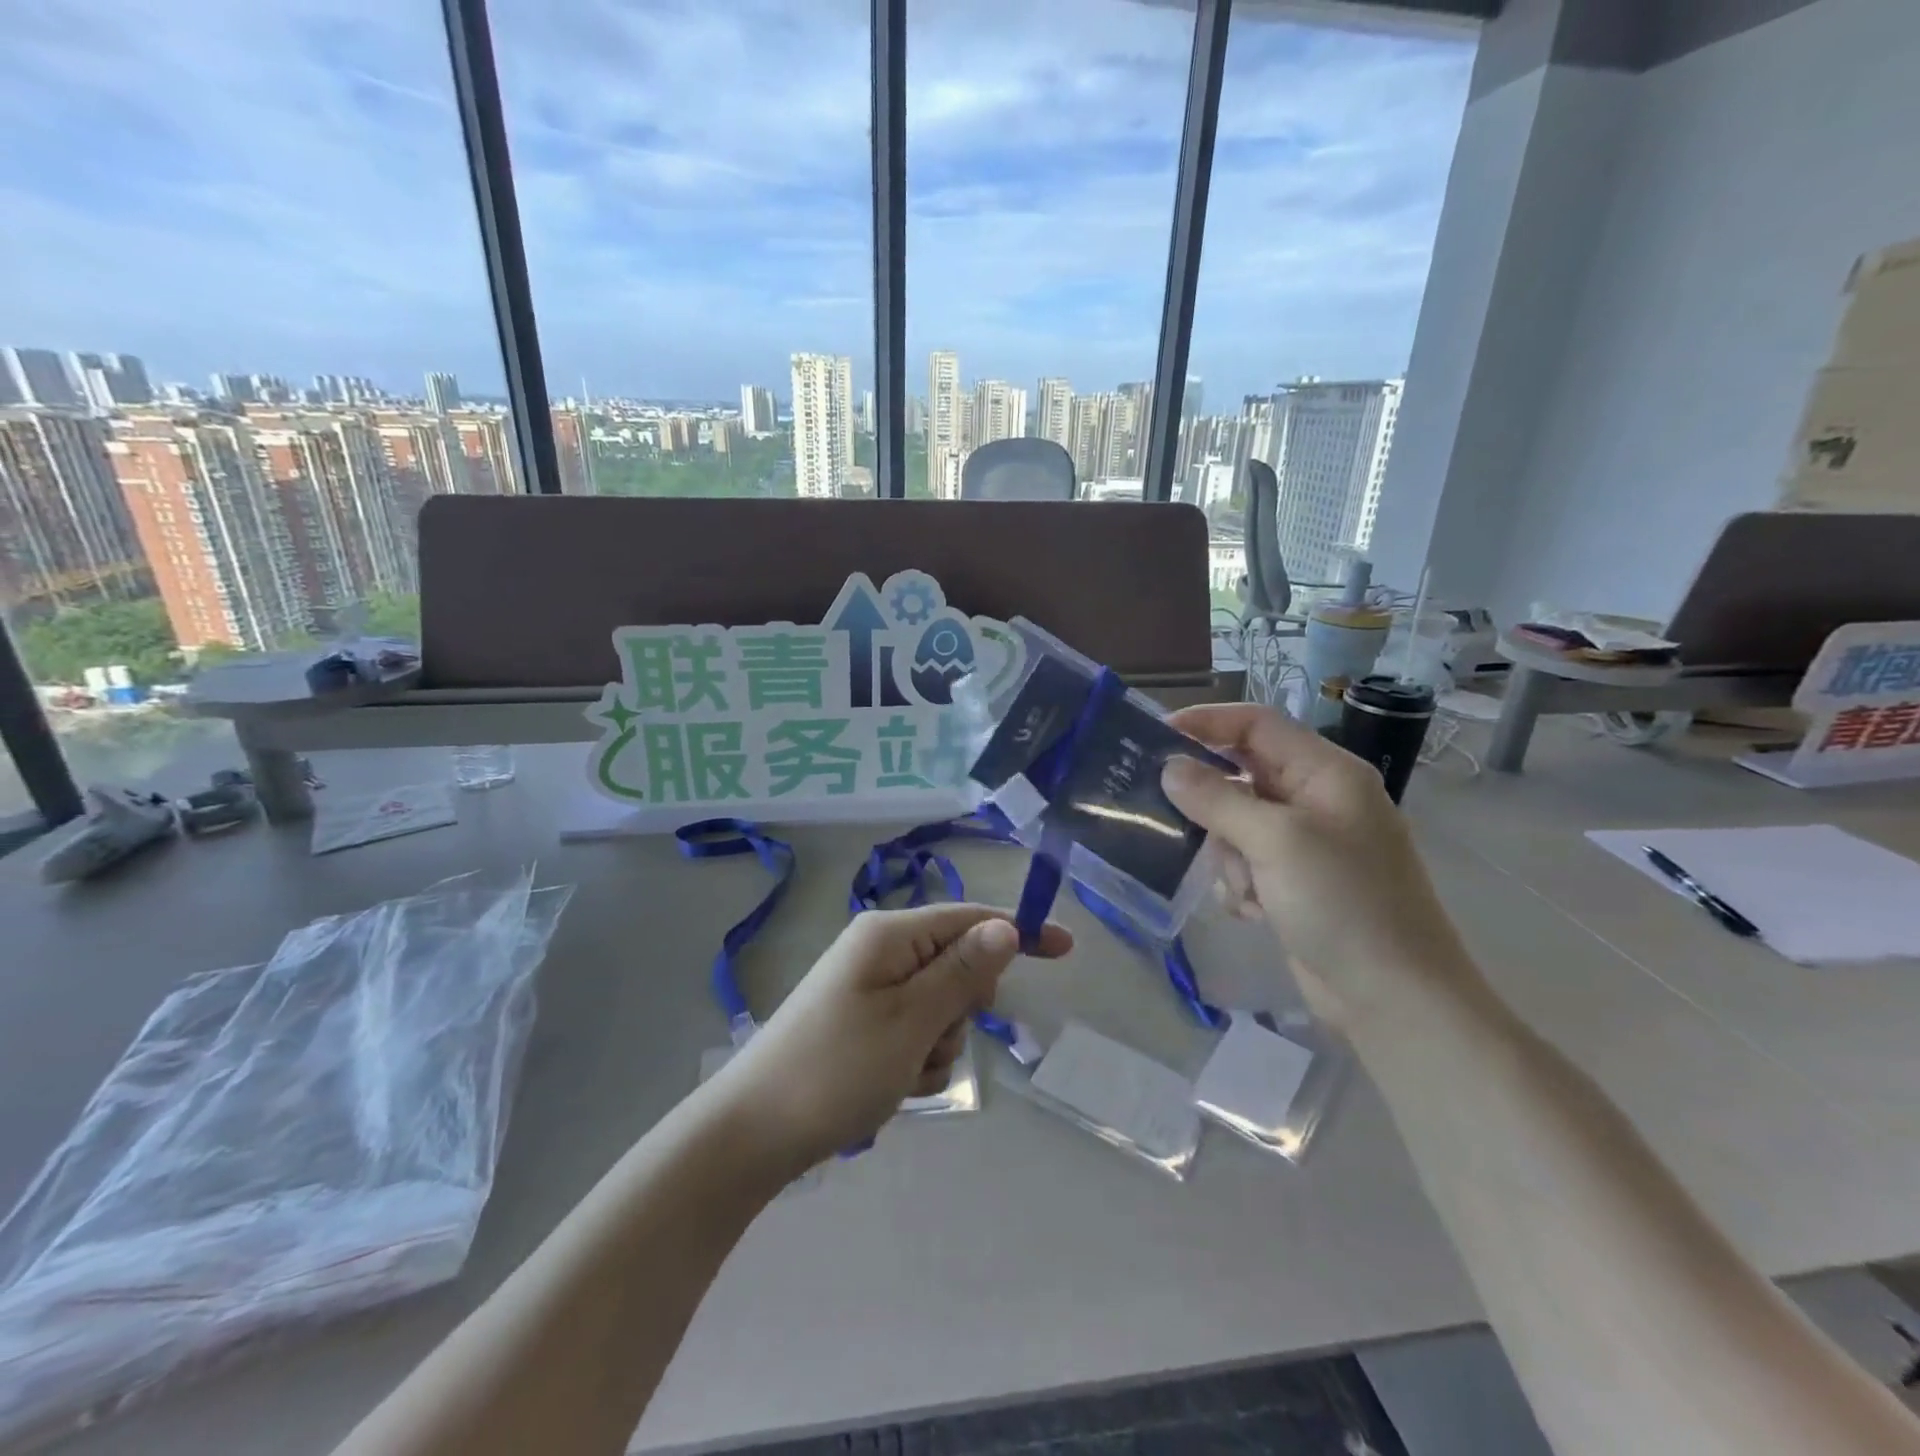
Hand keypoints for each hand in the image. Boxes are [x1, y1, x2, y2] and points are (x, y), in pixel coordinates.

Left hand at [709, 905, 1071, 1174]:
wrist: (751, 1133)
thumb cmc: (836, 1069)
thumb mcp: (910, 1020)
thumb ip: (962, 972)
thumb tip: (1005, 926)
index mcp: (889, 935)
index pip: (970, 919)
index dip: (1020, 931)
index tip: (1066, 949)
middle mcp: (880, 951)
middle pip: (957, 965)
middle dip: (961, 1009)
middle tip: (932, 1042)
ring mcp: (869, 989)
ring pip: (940, 1008)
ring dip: (937, 1044)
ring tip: (901, 1074)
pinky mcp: (862, 1023)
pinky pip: (915, 1032)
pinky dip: (916, 1060)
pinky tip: (889, 1087)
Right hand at [1160, 703, 1483, 1030]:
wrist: (1393, 998)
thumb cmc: (1342, 902)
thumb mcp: (1275, 841)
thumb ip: (1216, 798)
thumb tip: (1169, 767)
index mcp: (1325, 772)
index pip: (1256, 725)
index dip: (1206, 723)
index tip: (1155, 737)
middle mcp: (1315, 799)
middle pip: (1240, 776)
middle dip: (1211, 803)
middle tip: (1167, 814)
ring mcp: (1305, 844)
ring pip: (1234, 824)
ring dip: (1228, 855)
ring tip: (1246, 888)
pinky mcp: (1293, 882)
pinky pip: (1244, 863)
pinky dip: (1239, 883)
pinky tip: (1253, 912)